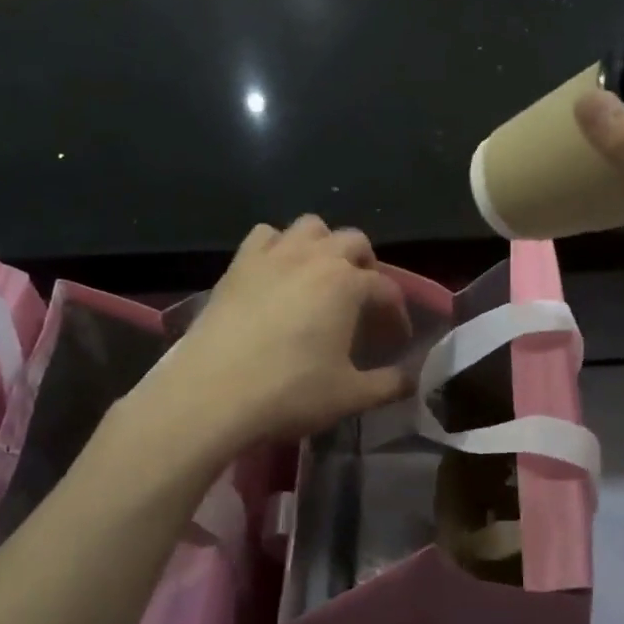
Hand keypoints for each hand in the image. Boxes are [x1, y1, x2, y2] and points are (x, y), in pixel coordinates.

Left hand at [150, 216, 414, 447]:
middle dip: (366, 268)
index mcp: (348, 284)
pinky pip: (265, 236)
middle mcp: (314, 257)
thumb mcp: (350, 396)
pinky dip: (279, 247)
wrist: (211, 394)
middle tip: (363, 302)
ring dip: (324, 246)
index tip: (397, 340)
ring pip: (310, 227)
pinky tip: (278, 274)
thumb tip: (412, 379)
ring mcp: (272, 255)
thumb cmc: (289, 392)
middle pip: (354, 243)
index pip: (386, 289)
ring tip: (323, 278)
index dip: (398, 314)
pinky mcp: (238, 265)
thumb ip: (389, 385)